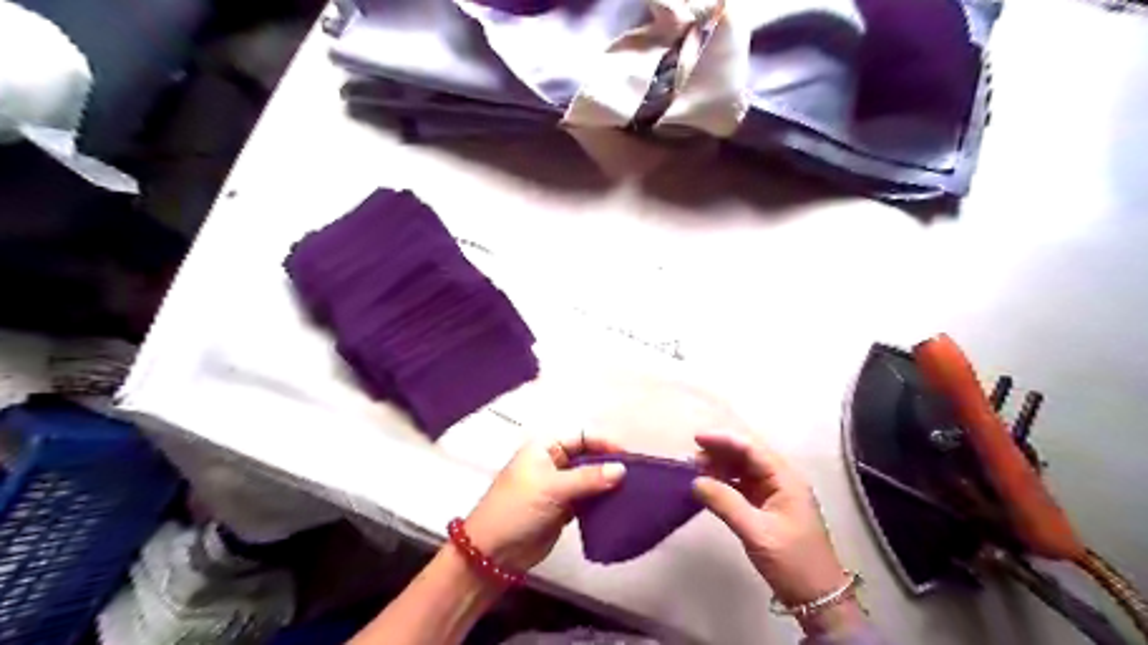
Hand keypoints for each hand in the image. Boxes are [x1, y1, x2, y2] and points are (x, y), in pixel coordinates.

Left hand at [465, 433, 627, 569]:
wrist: (493, 552)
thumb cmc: (518, 508)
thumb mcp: (553, 488)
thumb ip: (589, 478)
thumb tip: (622, 469)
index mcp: (545, 447)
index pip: (582, 437)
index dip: (604, 444)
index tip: (629, 458)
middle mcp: (553, 462)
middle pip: (588, 457)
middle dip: (609, 465)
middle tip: (636, 477)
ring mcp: (559, 487)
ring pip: (590, 479)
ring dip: (607, 484)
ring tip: (632, 492)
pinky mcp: (563, 509)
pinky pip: (588, 500)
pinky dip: (601, 502)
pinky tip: (619, 506)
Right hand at [689, 428, 850, 629]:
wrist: (818, 599)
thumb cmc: (792, 561)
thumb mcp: (756, 532)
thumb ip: (725, 503)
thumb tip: (696, 482)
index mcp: (786, 479)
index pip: (751, 449)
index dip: (723, 440)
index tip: (696, 438)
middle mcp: (782, 481)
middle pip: (748, 456)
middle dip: (720, 453)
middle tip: (691, 458)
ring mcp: (776, 495)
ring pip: (744, 471)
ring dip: (721, 468)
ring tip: (696, 470)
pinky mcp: (770, 509)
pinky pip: (744, 487)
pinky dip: (726, 484)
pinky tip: (710, 487)